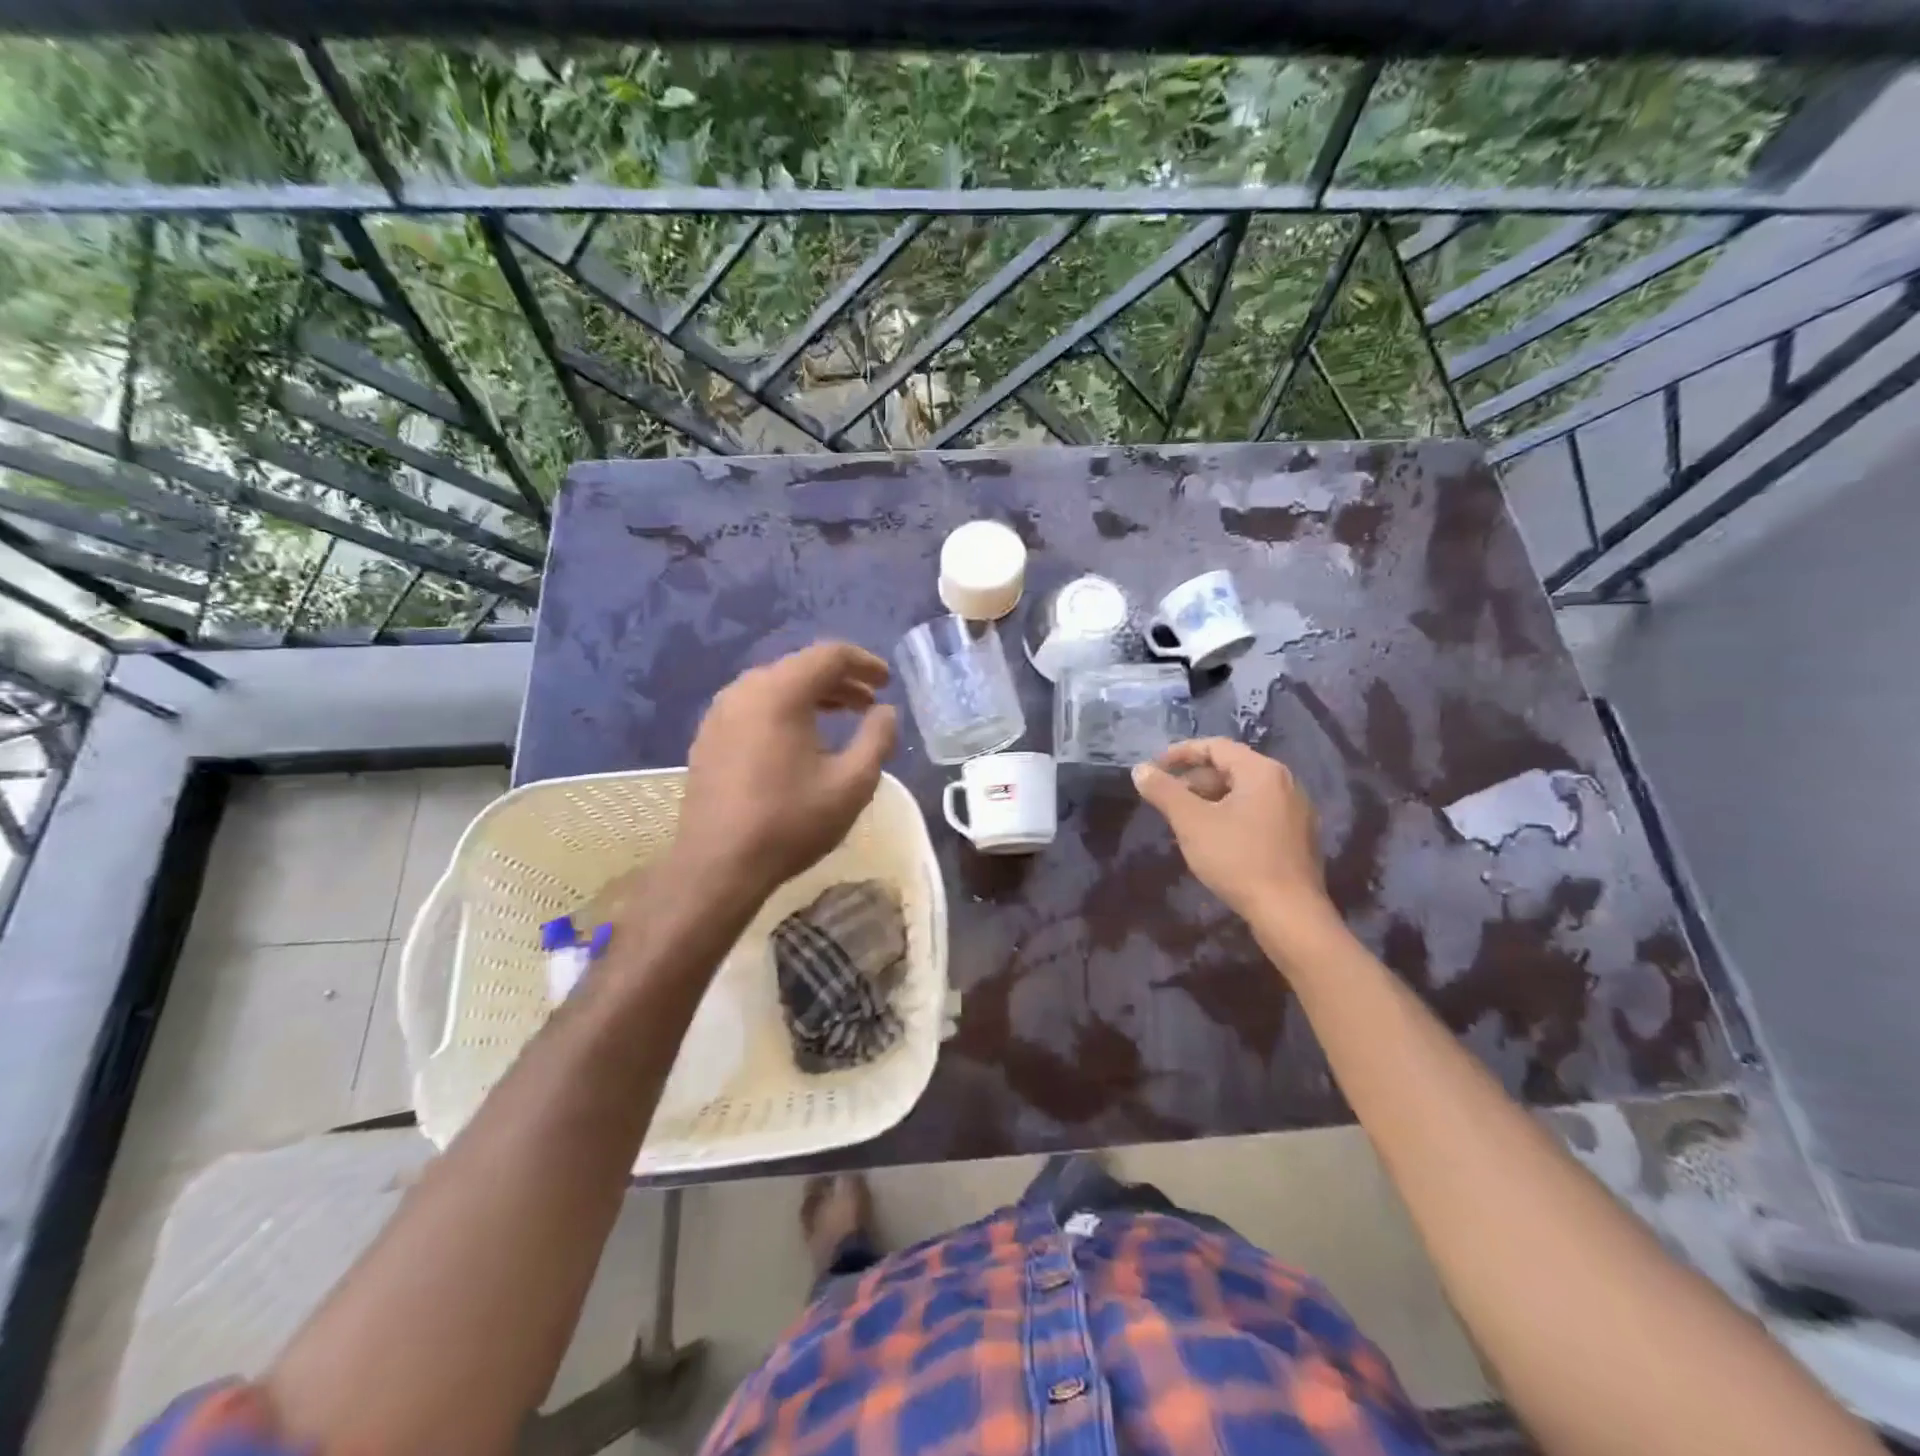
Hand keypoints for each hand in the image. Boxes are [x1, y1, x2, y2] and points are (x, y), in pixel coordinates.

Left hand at [670, 642, 897, 906]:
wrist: (718, 867)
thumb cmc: (790, 822)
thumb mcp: (852, 783)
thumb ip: (877, 738)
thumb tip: (885, 711)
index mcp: (779, 692)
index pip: (829, 655)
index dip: (864, 663)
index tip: (887, 682)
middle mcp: (744, 691)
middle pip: (800, 668)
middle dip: (840, 682)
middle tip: (869, 704)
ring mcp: (720, 714)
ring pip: (775, 687)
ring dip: (812, 697)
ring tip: (839, 720)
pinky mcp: (708, 738)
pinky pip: (754, 708)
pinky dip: (785, 712)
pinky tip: (800, 743)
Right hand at [1132, 739, 1329, 922]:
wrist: (1289, 913)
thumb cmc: (1237, 859)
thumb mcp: (1191, 822)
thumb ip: (1164, 791)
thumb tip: (1139, 770)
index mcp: (1262, 771)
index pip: (1215, 746)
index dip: (1180, 753)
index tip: (1154, 767)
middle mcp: (1285, 782)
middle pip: (1231, 768)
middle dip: (1194, 780)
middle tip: (1166, 798)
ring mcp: (1296, 810)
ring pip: (1244, 792)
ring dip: (1211, 799)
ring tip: (1185, 819)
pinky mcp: (1298, 836)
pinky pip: (1258, 812)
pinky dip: (1231, 815)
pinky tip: (1214, 838)